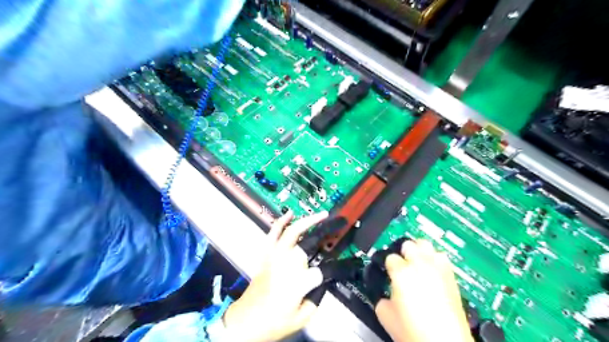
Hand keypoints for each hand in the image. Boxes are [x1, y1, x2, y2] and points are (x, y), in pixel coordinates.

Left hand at [223, 211, 328, 341]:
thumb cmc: (275, 321)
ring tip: (321, 214)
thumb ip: (318, 296)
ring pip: (293, 231)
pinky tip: (290, 213)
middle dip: (326, 233)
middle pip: (310, 243)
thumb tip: (325, 279)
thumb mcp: (303, 316)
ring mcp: (275, 255)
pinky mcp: (266, 254)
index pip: (323, 269)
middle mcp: (288, 263)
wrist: (246, 321)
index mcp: (299, 281)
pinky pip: (273, 233)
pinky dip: (281, 221)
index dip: (335, 268)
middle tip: (338, 225)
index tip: (344, 266)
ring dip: (308, 221)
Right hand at [377, 240, 475, 341]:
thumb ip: (381, 298)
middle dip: (403, 252)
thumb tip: (385, 296)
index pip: (390, 257)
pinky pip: (442, 257)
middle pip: (408, 244)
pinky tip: (432, 270)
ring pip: (426, 245)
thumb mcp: (385, 316)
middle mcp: (420, 265)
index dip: (388, 265)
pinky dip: (435, 259)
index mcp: (401, 272)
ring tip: (417, 262)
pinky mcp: (451, 276)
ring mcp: (438, 269)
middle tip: (402, 264)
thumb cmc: (418, 332)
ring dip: (420, 251)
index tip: (388, 271)